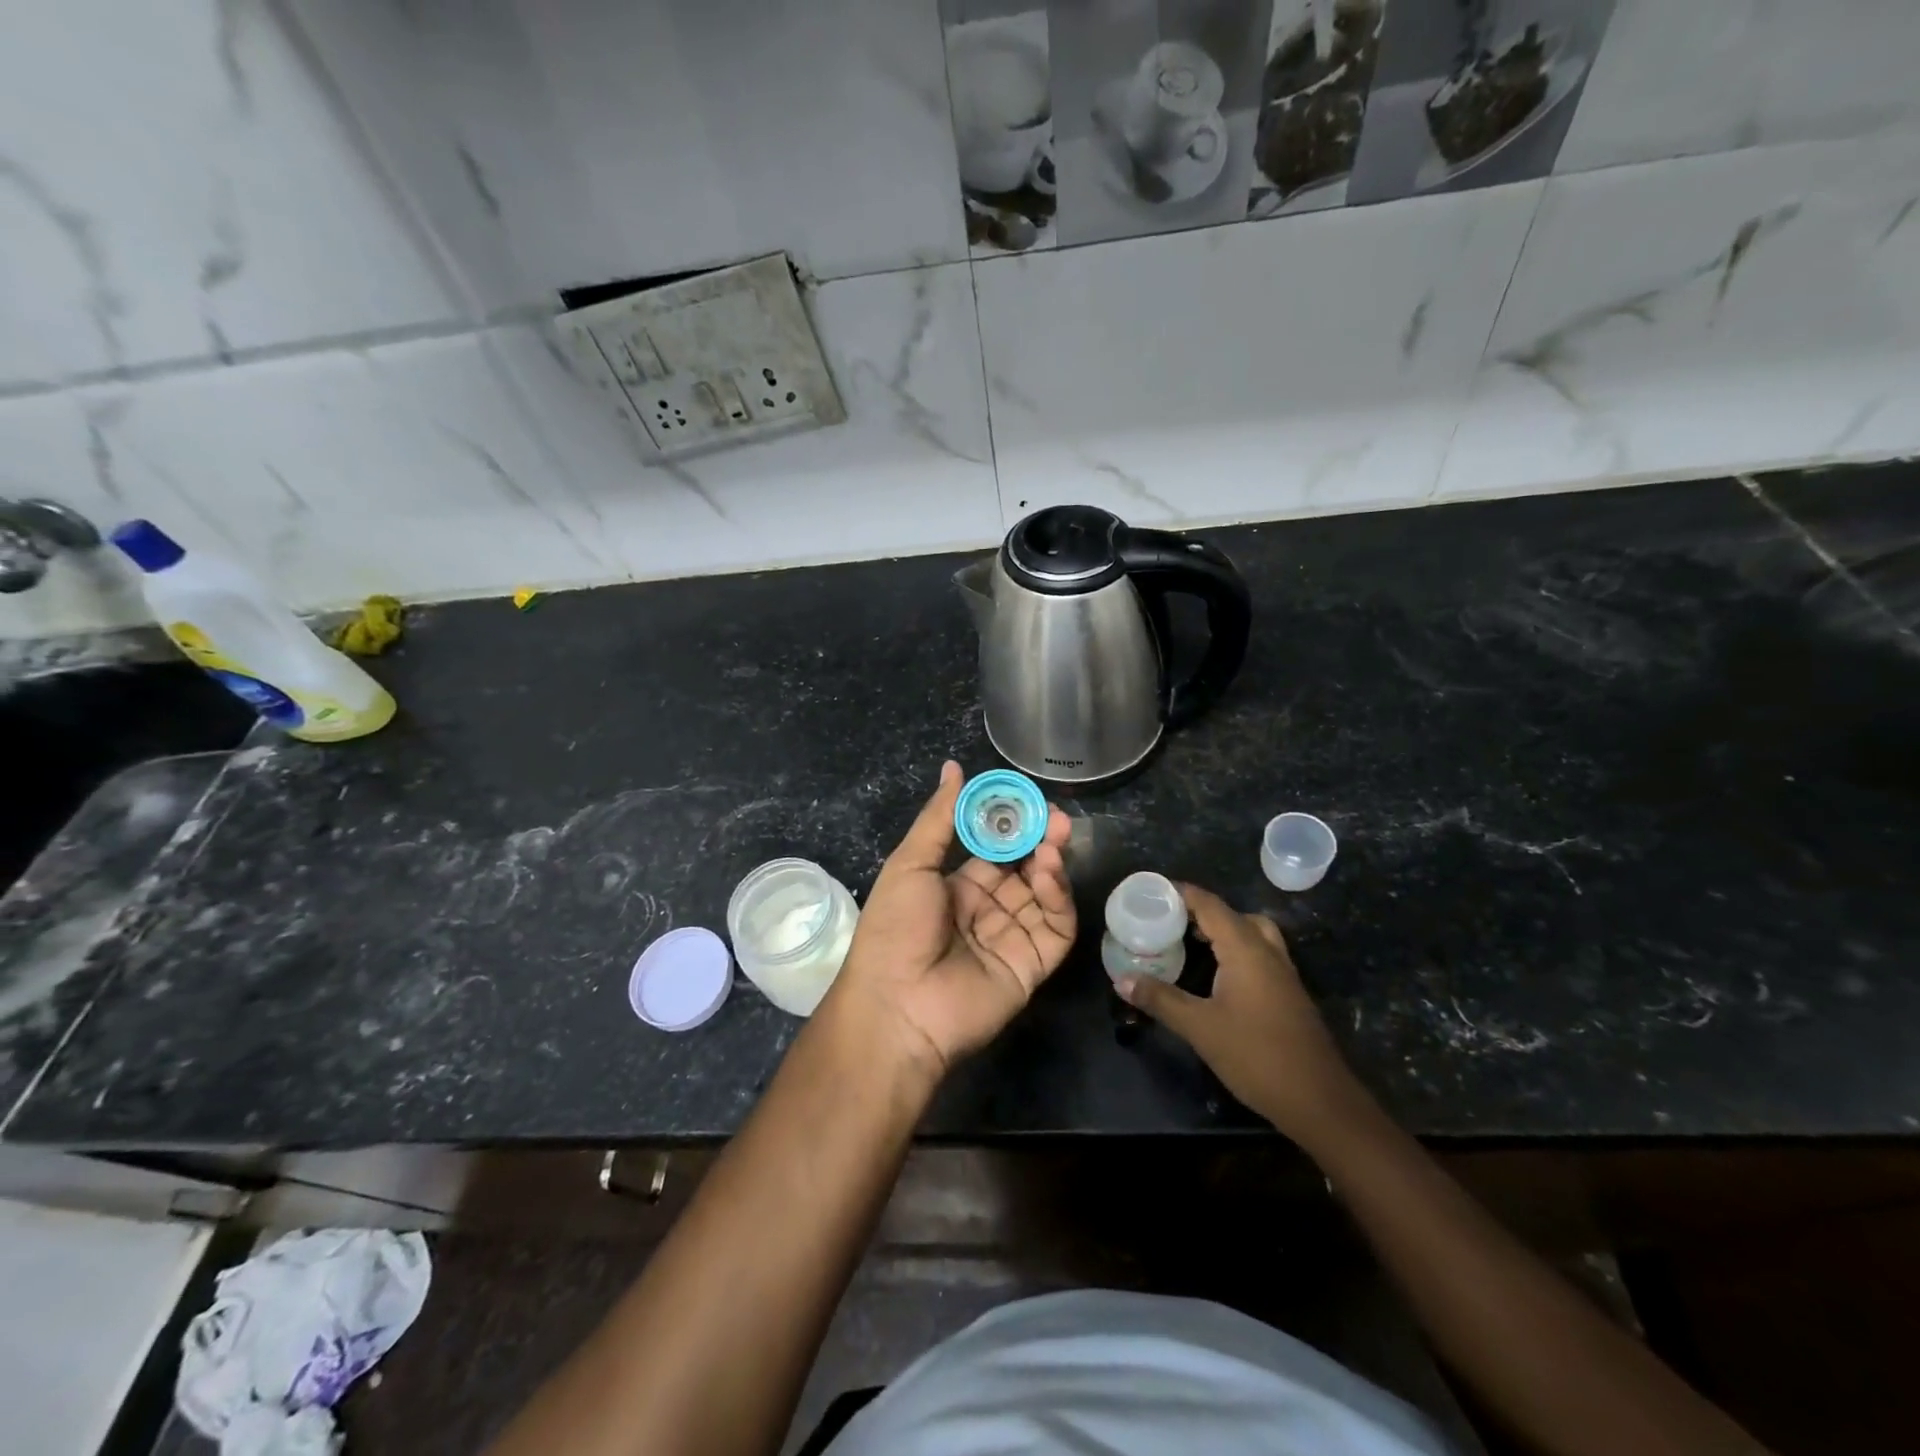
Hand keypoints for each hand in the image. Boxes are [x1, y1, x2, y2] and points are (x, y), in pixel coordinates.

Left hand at [829, 761, 1075, 1081]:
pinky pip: (1055, 927)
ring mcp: (1011, 937)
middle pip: (1025, 868)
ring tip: (1055, 838)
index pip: (995, 849)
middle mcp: (987, 910)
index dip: (1011, 824)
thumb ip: (940, 817)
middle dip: (1040, 840)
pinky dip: (1058, 897)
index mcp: (957, 887)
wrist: (896, 1006)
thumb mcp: (911, 864)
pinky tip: (1049, 871)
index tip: (1026, 798)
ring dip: (1051, 864)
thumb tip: (954, 767)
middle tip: (1056, 817)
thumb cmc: (895, 928)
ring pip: (1044, 894)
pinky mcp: (1032, 964)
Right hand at [1117, 883, 1366, 1144]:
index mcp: (1246, 949)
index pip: (1210, 905)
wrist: (1320, 1101)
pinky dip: (1235, 949)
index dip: (1181, 893)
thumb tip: (1121, 980)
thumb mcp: (1200, 1028)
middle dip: (1199, 911)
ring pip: (1251, 933)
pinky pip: (1259, 953)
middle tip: (1166, 919)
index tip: (1152, 891)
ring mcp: (1282, 973)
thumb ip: (1160, 999)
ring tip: (1189, 941)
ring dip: (1221, 930)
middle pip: (1232, 915)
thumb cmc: (1256, 1056)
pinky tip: (1216, 973)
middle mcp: (1267, 952)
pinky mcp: (1288, 993)